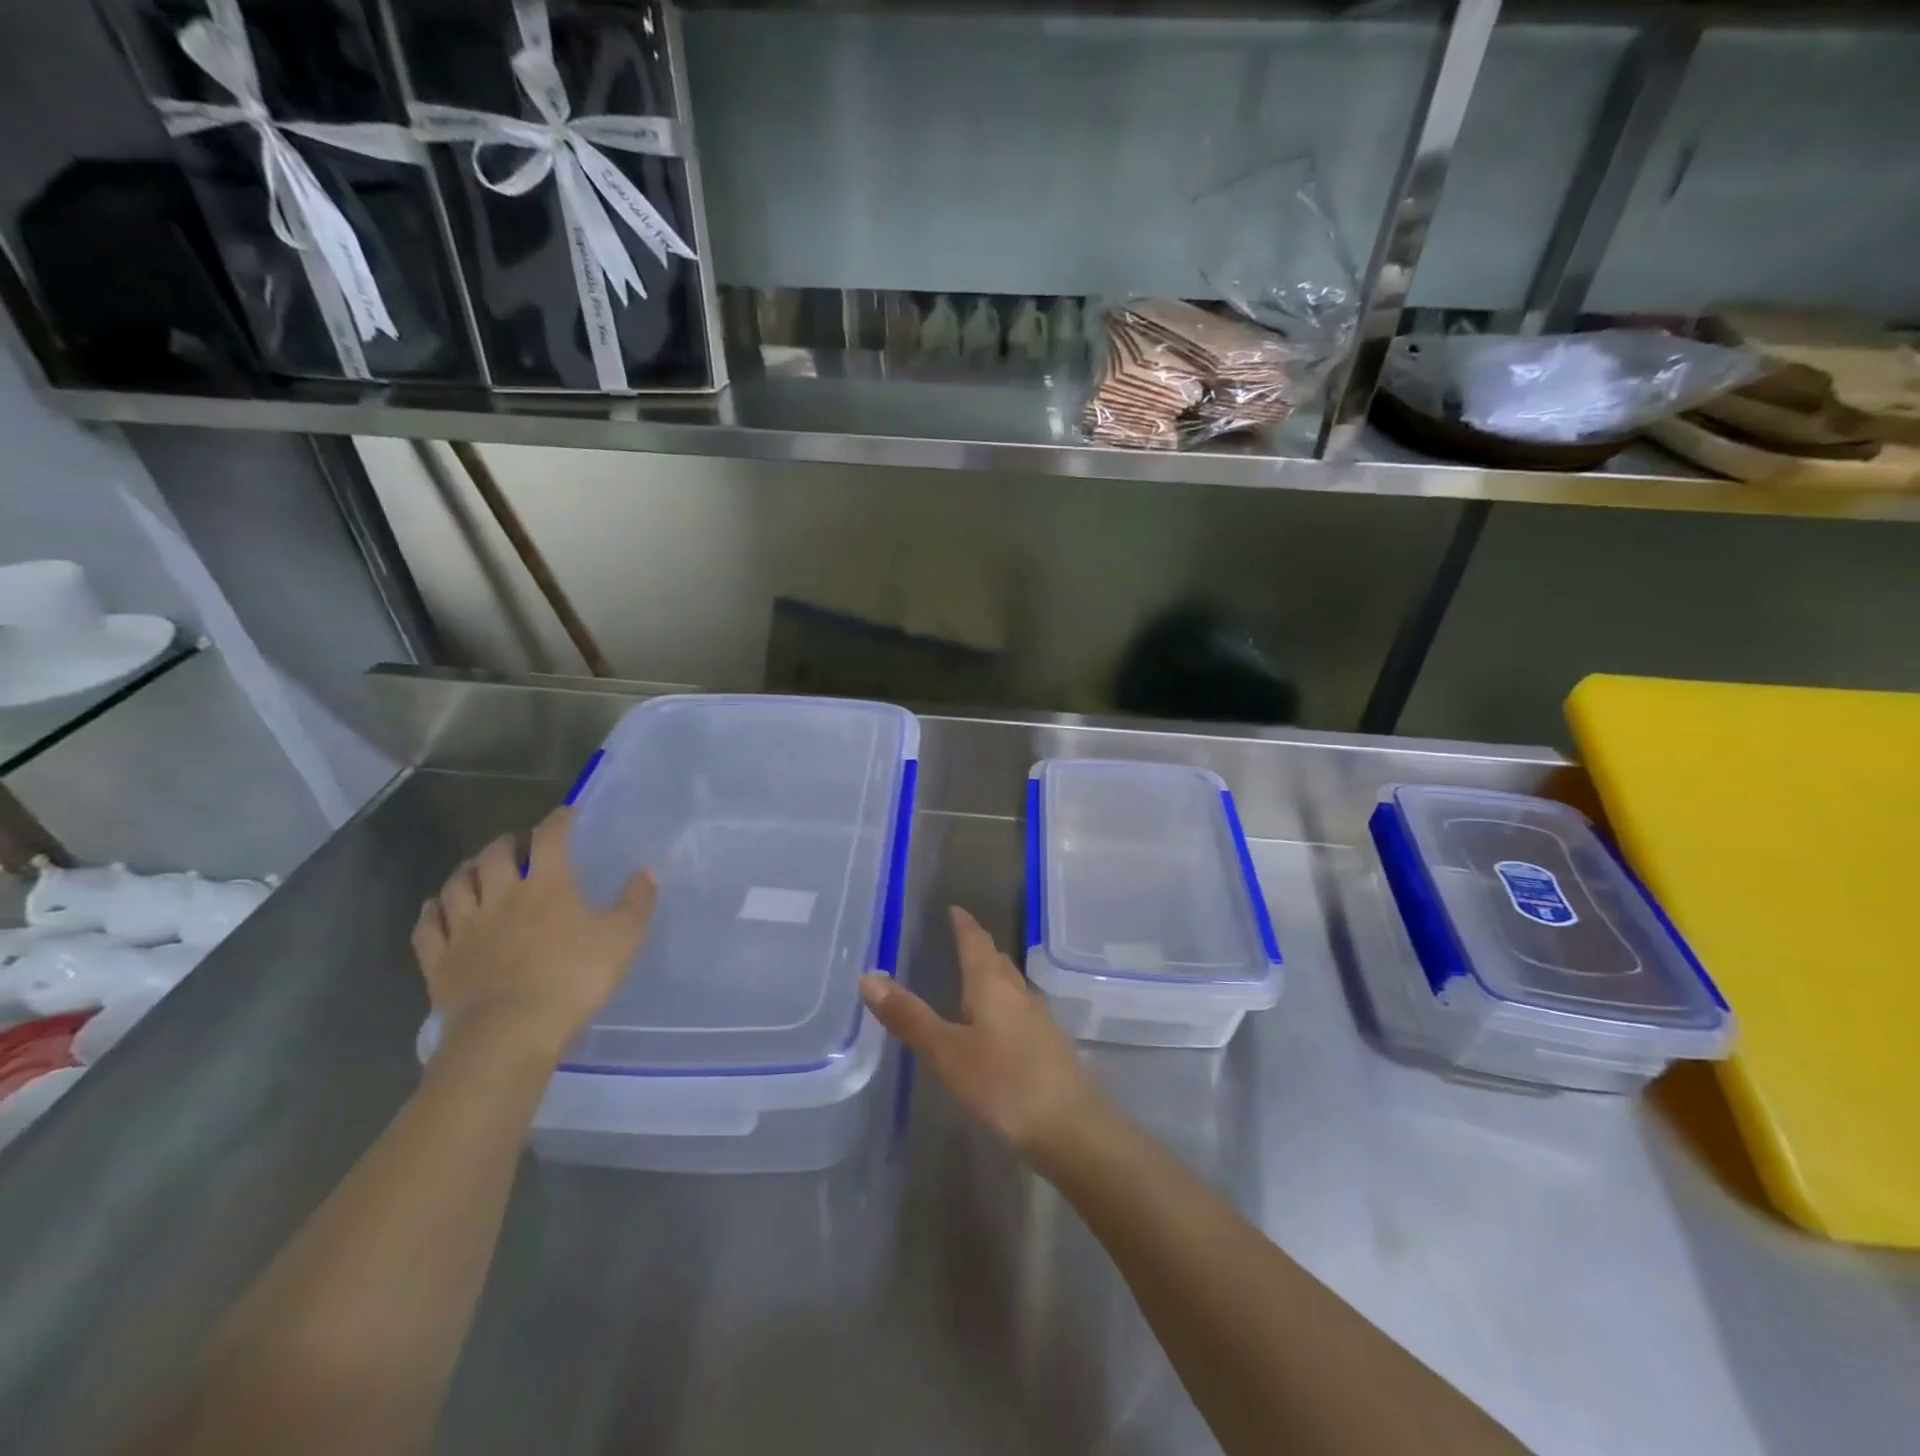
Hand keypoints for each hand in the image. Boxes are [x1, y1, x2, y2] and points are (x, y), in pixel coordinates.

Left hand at [412, 807, 656, 1060]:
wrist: (510, 1032)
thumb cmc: (573, 979)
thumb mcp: (623, 939)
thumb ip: (637, 902)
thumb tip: (647, 872)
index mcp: (547, 886)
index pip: (551, 838)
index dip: (559, 820)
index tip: (569, 814)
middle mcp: (500, 896)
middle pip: (494, 855)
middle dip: (507, 843)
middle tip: (519, 844)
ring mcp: (464, 928)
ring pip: (456, 885)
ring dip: (466, 871)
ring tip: (476, 869)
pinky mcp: (439, 960)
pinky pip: (427, 927)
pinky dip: (431, 912)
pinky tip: (436, 908)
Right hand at [860, 906, 1110, 1165]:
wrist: (1072, 1127)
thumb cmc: (1004, 1082)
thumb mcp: (947, 1052)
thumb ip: (910, 1017)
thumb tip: (868, 977)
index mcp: (992, 985)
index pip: (976, 942)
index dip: (964, 924)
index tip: (955, 909)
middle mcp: (1019, 993)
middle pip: (998, 961)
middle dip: (979, 948)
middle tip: (960, 939)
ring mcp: (1039, 1020)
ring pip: (1012, 986)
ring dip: (993, 977)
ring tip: (974, 979)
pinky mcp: (1049, 1047)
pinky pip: (1020, 1012)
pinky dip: (1003, 1006)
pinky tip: (997, 1027)